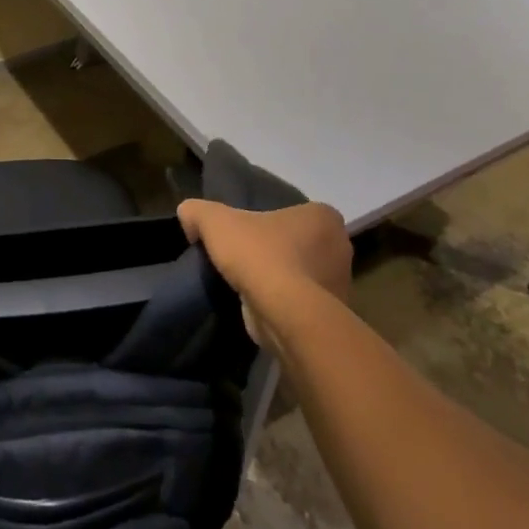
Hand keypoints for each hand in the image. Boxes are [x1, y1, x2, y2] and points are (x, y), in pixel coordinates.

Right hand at [177, 199, 352, 344]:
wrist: (285, 314)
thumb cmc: (259, 255)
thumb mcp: (215, 222)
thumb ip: (198, 212)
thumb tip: (188, 215)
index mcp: (323, 217)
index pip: (294, 213)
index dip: (269, 221)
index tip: (246, 233)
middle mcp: (340, 247)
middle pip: (301, 243)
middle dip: (277, 250)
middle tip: (246, 257)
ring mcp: (340, 284)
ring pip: (304, 274)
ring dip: (281, 279)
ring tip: (250, 285)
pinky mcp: (332, 317)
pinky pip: (303, 303)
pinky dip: (285, 305)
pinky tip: (261, 307)